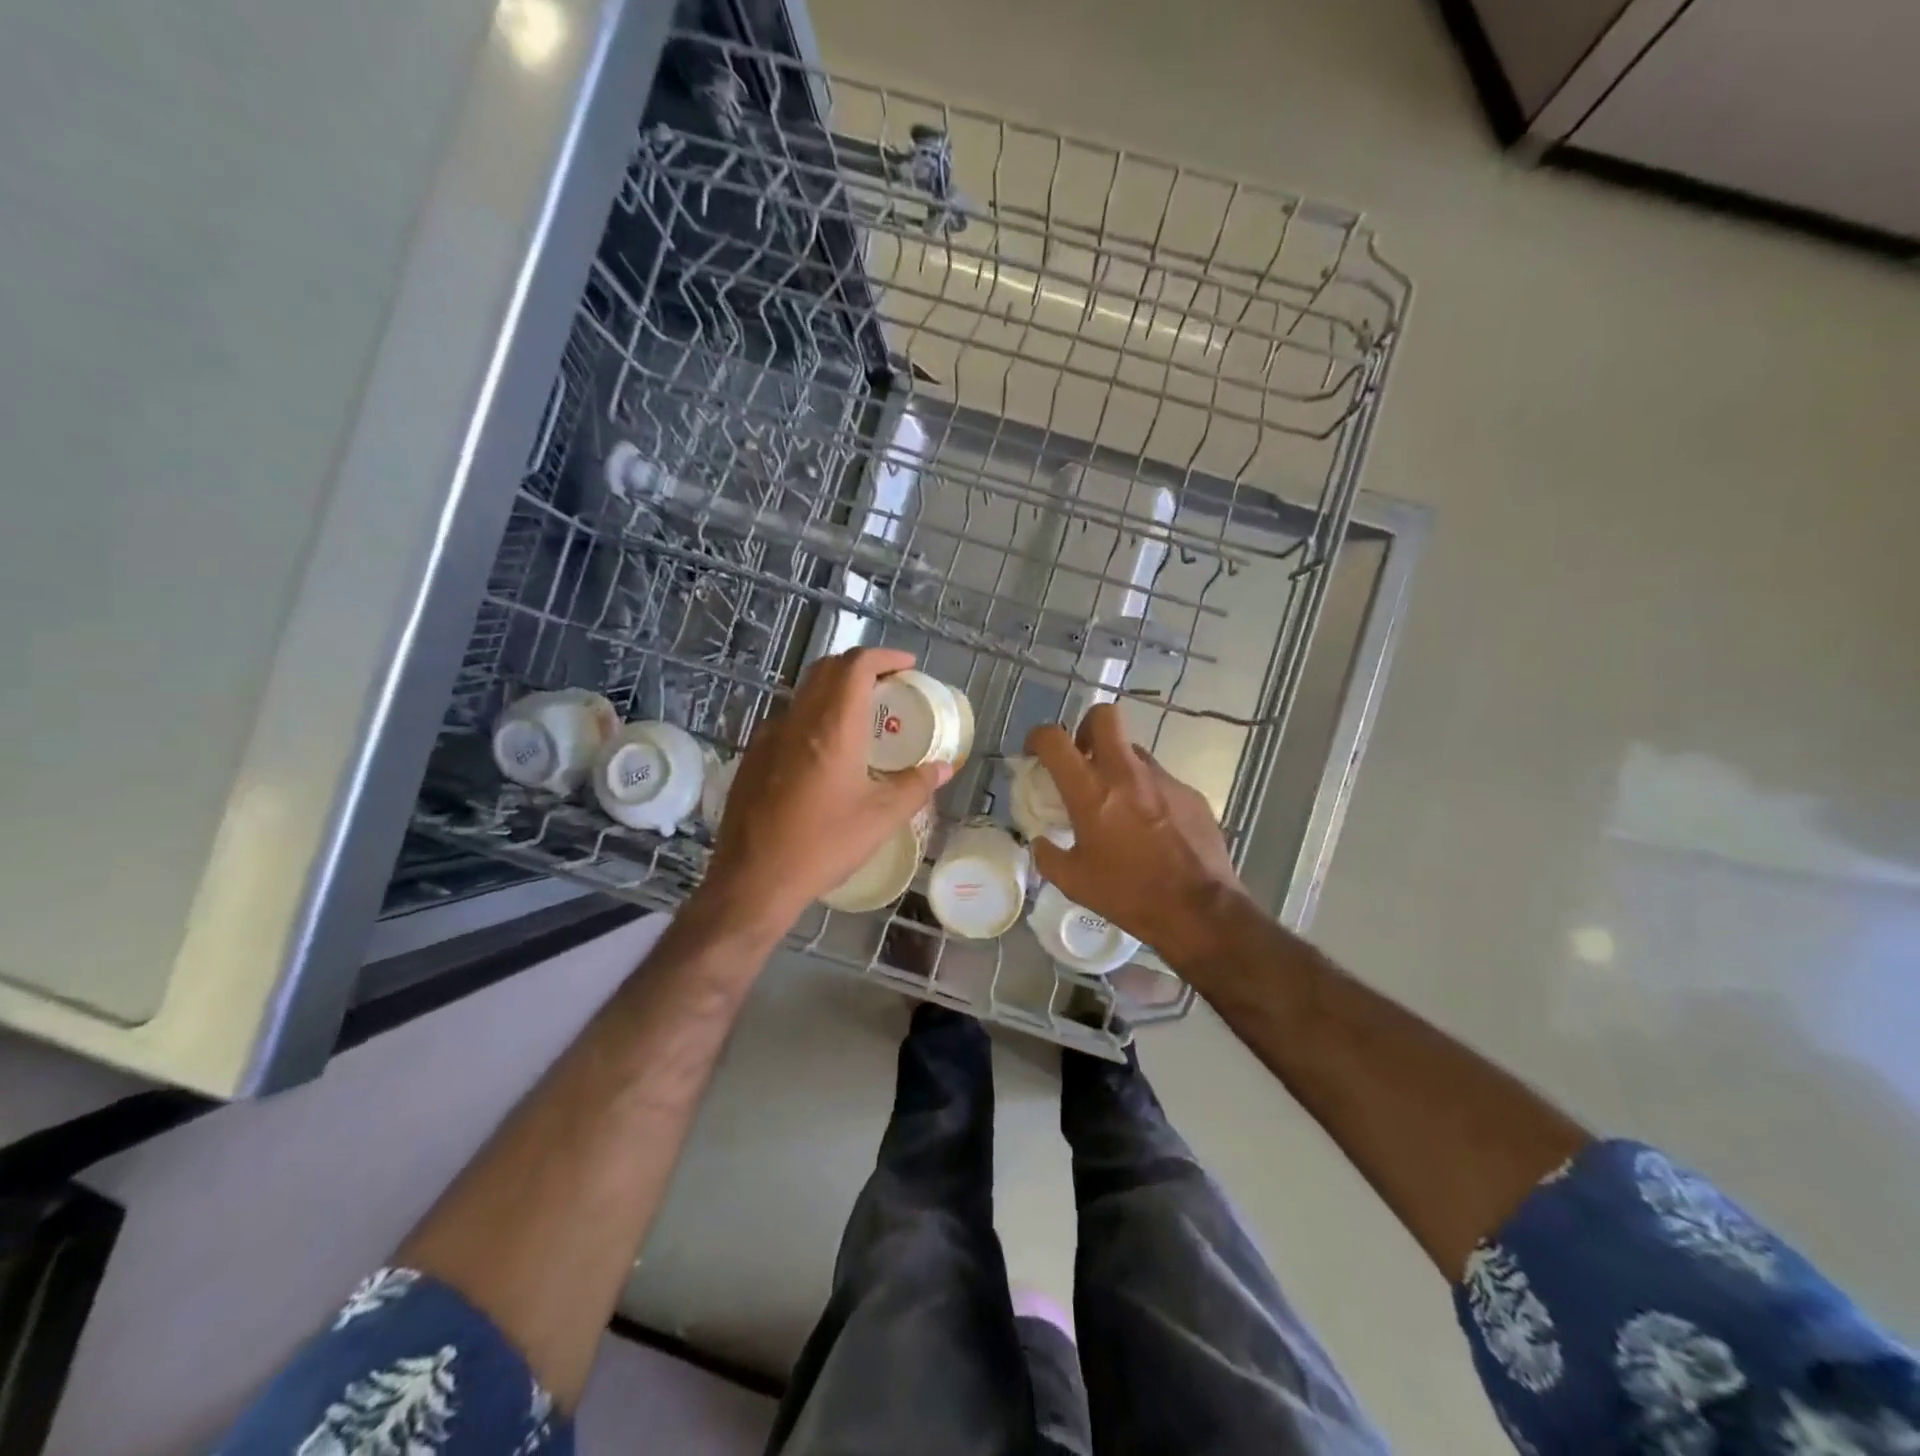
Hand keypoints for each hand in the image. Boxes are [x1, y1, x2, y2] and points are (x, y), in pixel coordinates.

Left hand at [697, 649, 950, 935]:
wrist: (753, 879)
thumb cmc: (823, 844)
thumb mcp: (881, 817)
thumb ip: (916, 785)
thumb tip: (944, 766)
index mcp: (833, 726)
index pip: (855, 665)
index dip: (884, 657)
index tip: (907, 667)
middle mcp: (798, 719)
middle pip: (827, 669)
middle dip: (860, 668)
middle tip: (888, 687)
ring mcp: (769, 736)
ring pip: (805, 693)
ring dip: (835, 691)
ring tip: (862, 717)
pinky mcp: (753, 757)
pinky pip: (789, 719)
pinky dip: (814, 716)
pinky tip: (826, 752)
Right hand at [1025, 706, 1253, 967]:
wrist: (1198, 910)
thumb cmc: (1128, 894)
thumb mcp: (1073, 882)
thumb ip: (1048, 855)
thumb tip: (1042, 842)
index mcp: (1091, 791)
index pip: (1055, 739)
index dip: (1038, 737)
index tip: (1035, 752)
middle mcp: (1127, 773)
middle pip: (1104, 716)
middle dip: (1086, 728)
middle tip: (1082, 757)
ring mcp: (1163, 780)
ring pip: (1134, 751)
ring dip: (1119, 766)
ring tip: (1119, 803)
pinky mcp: (1190, 794)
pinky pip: (1160, 781)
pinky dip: (1147, 794)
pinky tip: (1151, 827)